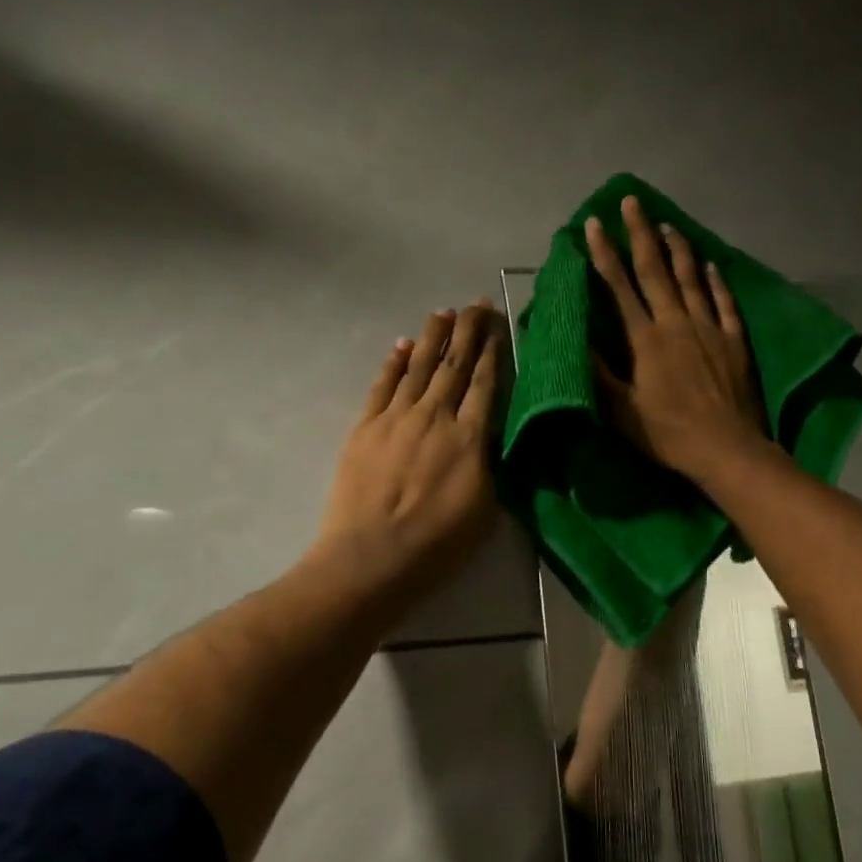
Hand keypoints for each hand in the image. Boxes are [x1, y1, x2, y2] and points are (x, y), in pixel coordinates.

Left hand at [316, 302, 503, 595]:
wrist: (372, 557)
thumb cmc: (438, 543)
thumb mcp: (486, 507)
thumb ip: (490, 463)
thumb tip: (491, 434)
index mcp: (469, 437)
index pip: (484, 383)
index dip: (492, 351)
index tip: (497, 325)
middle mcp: (434, 416)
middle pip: (453, 365)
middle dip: (467, 331)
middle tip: (475, 304)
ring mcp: (396, 419)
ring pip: (418, 367)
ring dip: (431, 337)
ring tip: (443, 312)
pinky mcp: (365, 428)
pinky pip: (382, 385)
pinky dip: (393, 363)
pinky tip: (401, 346)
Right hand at [586, 197, 766, 481]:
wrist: (727, 449)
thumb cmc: (669, 434)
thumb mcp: (623, 411)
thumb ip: (600, 374)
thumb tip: (576, 339)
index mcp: (646, 340)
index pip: (620, 287)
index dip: (604, 254)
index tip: (594, 224)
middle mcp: (677, 323)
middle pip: (655, 270)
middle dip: (640, 234)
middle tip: (631, 202)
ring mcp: (709, 328)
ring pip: (691, 278)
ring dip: (678, 248)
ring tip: (667, 224)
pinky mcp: (734, 340)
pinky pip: (724, 302)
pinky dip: (715, 280)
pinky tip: (710, 264)